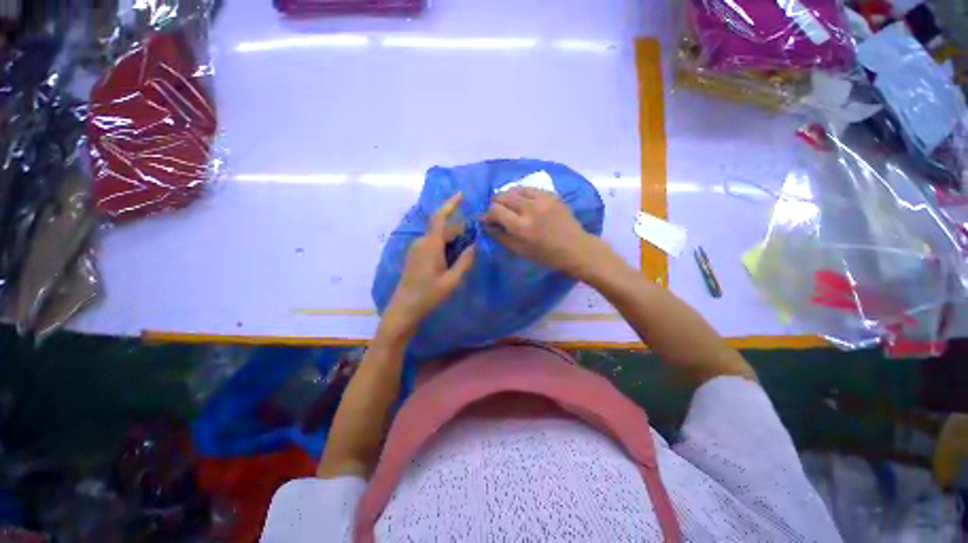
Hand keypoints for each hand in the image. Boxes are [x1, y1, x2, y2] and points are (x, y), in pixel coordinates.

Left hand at [381, 193, 475, 340]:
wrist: (404, 308)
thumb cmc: (429, 295)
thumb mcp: (452, 280)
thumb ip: (465, 261)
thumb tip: (475, 245)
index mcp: (430, 245)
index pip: (440, 217)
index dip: (450, 204)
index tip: (462, 194)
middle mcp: (421, 242)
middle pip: (441, 227)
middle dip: (458, 227)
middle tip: (475, 232)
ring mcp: (416, 249)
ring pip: (437, 236)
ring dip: (452, 236)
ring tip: (467, 244)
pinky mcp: (414, 256)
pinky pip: (432, 243)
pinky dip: (444, 243)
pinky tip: (453, 253)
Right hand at [484, 187, 606, 278]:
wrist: (574, 248)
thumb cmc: (545, 255)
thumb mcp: (519, 250)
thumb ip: (500, 235)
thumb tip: (486, 224)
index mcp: (521, 227)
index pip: (495, 210)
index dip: (487, 213)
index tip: (486, 219)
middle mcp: (530, 209)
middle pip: (503, 196)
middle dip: (495, 202)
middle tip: (496, 211)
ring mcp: (542, 199)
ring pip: (516, 188)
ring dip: (507, 195)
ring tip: (507, 203)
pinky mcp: (551, 195)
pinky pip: (530, 188)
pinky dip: (521, 193)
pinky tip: (522, 200)